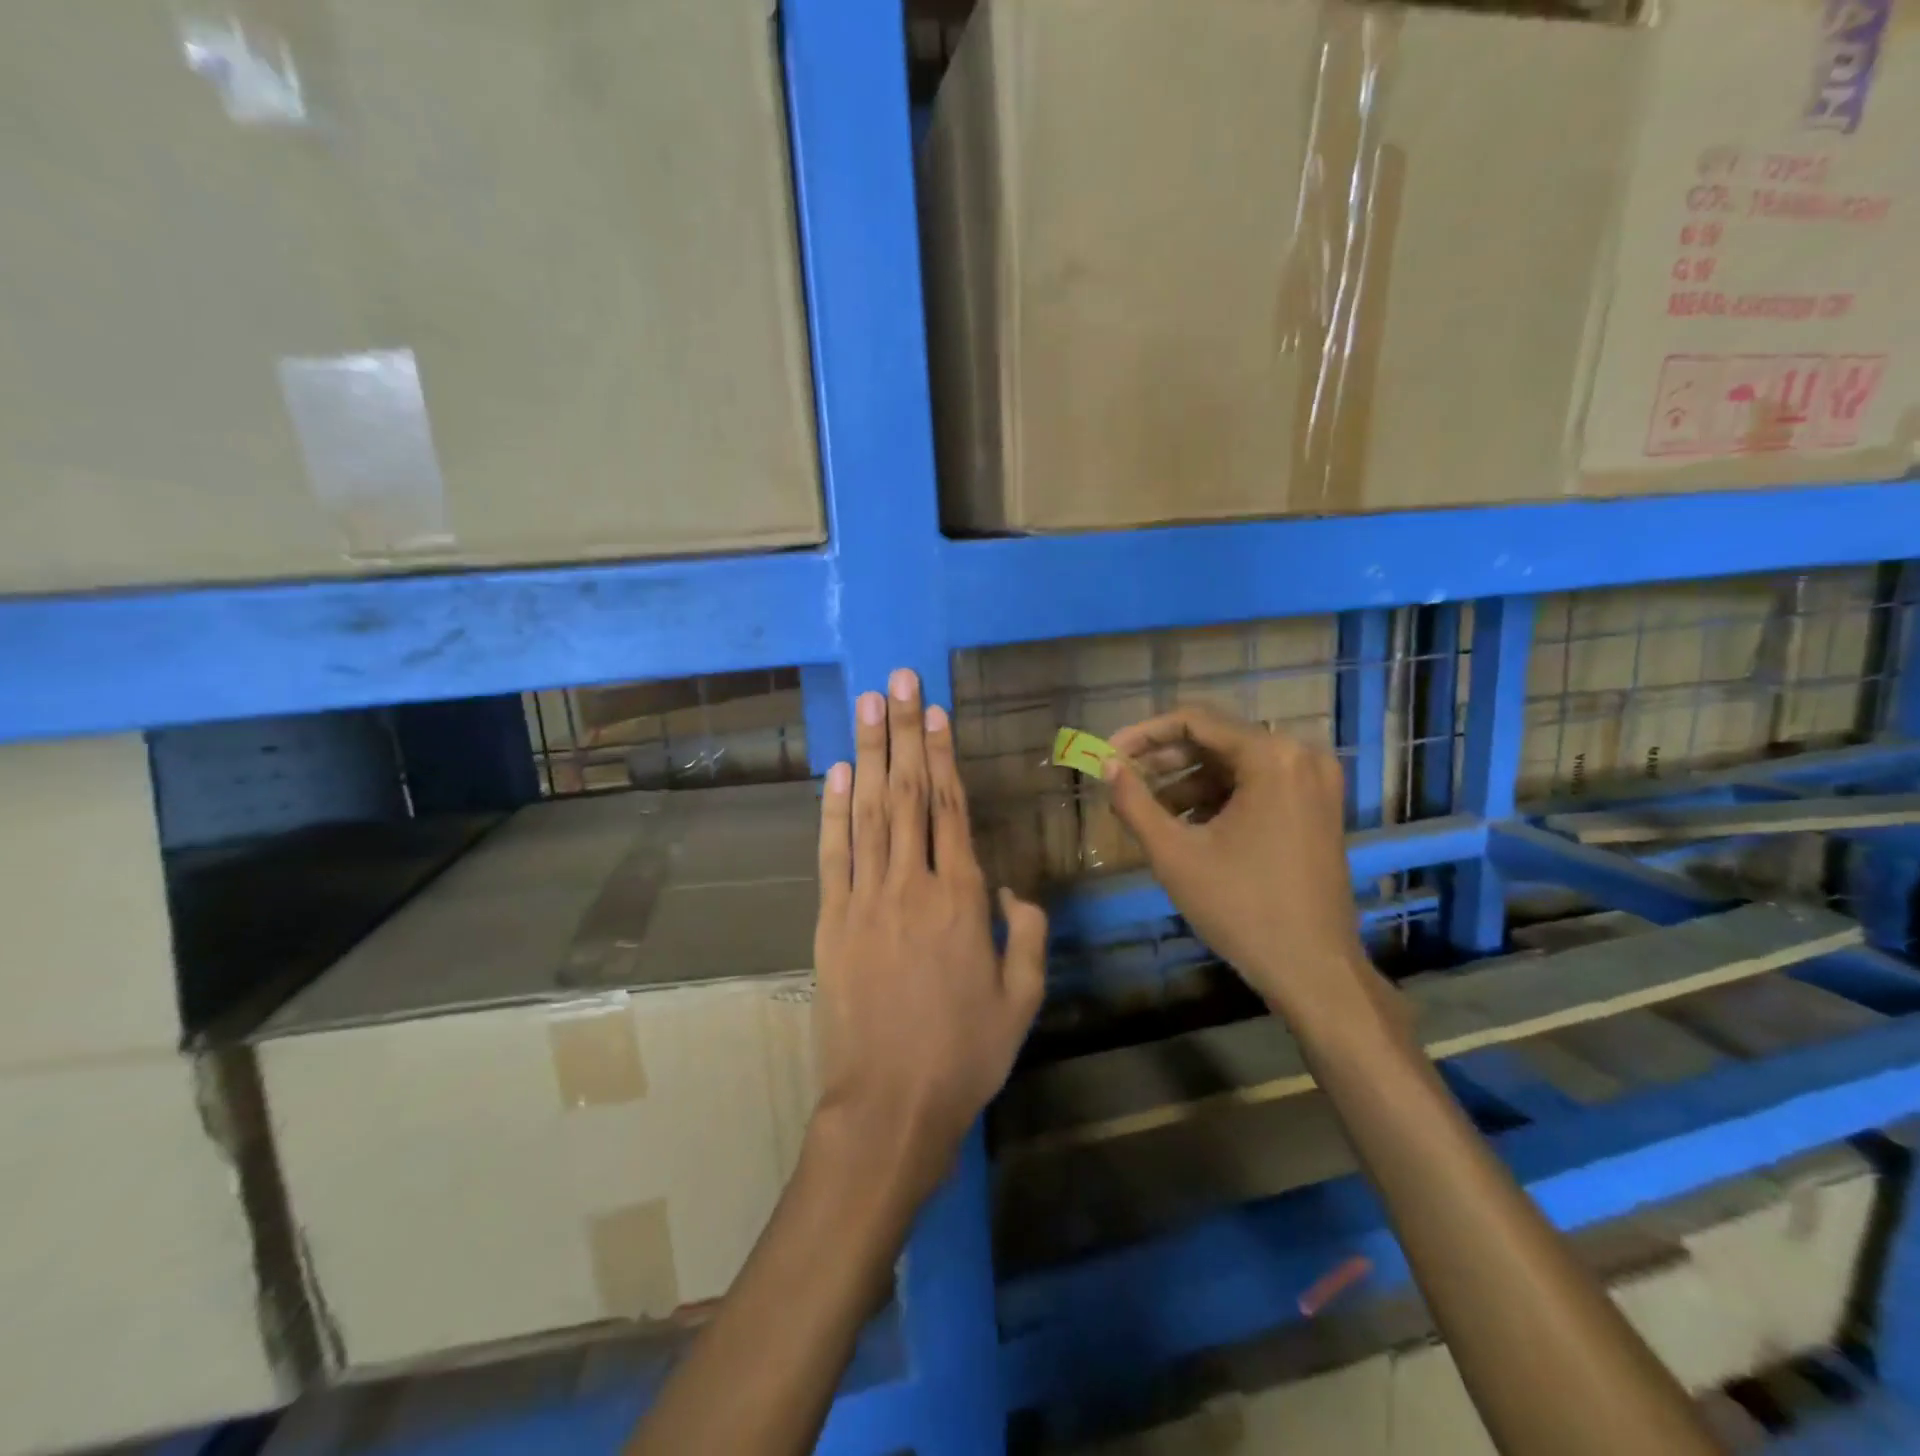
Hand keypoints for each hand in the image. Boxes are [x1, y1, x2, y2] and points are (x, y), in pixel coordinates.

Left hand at [812, 668, 1047, 1201]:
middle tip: (897, 680)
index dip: (940, 754)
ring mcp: (864, 900)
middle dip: (902, 732)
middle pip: (907, 793)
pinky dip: (832, 812)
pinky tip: (835, 774)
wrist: (889, 1105)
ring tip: (867, 706)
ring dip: (867, 755)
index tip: (933, 710)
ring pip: (867, 812)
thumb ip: (1027, 936)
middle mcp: (911, 885)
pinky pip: (833, 854)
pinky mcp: (831, 921)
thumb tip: (1013, 890)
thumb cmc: (964, 1054)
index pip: (950, 808)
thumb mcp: (1021, 1000)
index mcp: (961, 900)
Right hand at [1104, 705, 1379, 1028]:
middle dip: (1165, 760)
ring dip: (1188, 782)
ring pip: (1236, 765)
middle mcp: (1301, 756)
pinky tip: (1187, 825)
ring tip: (1149, 810)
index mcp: (1271, 757)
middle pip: (1217, 740)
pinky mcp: (1318, 807)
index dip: (1144, 734)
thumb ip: (1134, 801)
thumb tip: (1107, 765)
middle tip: (1123, 779)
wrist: (1313, 969)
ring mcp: (1315, 782)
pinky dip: (1219, 798)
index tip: (1108, 753)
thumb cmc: (1240, 907)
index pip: (1195, 721)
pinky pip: (1258, 785)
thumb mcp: (1174, 853)